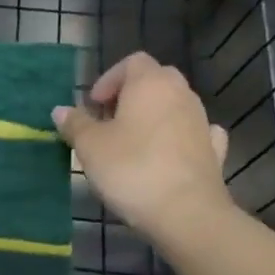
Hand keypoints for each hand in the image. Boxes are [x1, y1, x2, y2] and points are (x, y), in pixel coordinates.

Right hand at [53, 53, 234, 248]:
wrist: (186, 213)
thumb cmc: (132, 169)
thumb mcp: (90, 147)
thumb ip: (75, 124)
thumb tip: (61, 110)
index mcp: (150, 84)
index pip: (132, 62)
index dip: (109, 79)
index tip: (93, 105)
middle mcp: (181, 94)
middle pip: (155, 80)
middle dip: (130, 95)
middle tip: (108, 121)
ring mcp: (202, 122)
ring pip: (174, 105)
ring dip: (152, 116)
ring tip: (130, 143)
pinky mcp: (213, 150)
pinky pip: (194, 132)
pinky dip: (179, 136)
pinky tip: (168, 152)